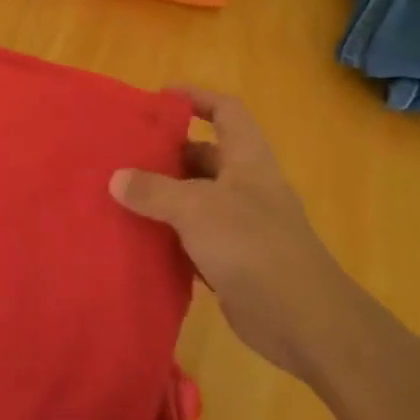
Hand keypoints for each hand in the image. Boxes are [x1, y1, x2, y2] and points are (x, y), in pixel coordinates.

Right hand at [111, 89, 357, 379]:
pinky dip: (169, 235)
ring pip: (195, 199)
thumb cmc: (253, 246)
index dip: (196, 98)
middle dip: (167, 152)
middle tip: (124, 153)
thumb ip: (153, 190)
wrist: (304, 321)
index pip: (225, 112)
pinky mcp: (232, 261)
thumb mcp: (196, 208)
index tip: (158, 98)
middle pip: (204, 156)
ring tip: (120, 193)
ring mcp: (241, 226)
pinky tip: (138, 238)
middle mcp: (246, 186)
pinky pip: (193, 238)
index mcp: (247, 160)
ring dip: (163, 196)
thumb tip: (116, 178)